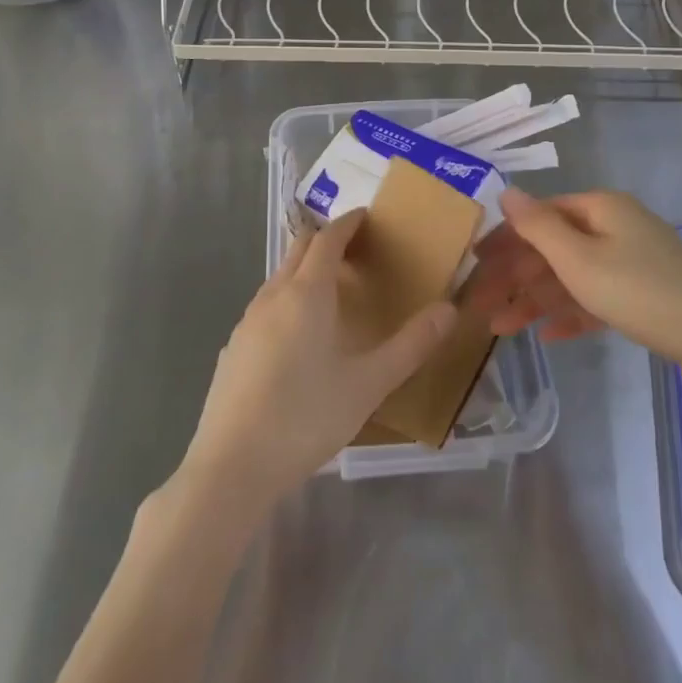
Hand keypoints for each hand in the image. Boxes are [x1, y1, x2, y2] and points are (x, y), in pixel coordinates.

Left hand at [178, 210, 456, 512]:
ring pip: (278, 278)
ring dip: (304, 270)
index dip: (347, 223)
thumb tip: (449, 309)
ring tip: (331, 291)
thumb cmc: (306, 417)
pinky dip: (286, 300)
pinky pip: (264, 307)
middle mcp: (272, 296)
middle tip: (355, 249)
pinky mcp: (232, 349)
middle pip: (298, 249)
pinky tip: (297, 337)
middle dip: (325, 240)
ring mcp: (246, 322)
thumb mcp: (369, 384)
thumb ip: (411, 345)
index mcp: (306, 293)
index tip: (365, 216)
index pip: (327, 239)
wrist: (232, 466)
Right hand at [466, 187, 681, 400]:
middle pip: (553, 247)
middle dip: (515, 276)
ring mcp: (633, 262)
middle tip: (480, 305)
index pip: (539, 215)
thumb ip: (537, 225)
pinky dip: (571, 313)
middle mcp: (616, 227)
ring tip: (502, 329)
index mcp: (601, 208)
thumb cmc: (641, 293)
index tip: (473, 264)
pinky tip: (548, 336)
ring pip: (572, 276)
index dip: (504, 238)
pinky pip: (597, 298)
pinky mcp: (646, 296)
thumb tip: (506, 190)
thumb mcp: (579, 259)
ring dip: (536, 300)